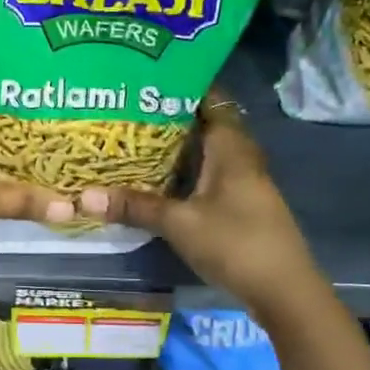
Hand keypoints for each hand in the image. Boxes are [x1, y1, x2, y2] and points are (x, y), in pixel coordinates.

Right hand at [75, 93, 317, 315]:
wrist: (285, 292)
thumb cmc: (235, 244)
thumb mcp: (179, 224)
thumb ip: (135, 207)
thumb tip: (84, 196)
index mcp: (232, 148)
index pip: (211, 100)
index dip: (184, 84)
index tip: (147, 77)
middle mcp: (241, 158)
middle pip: (205, 125)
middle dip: (170, 116)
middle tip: (129, 108)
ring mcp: (244, 183)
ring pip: (206, 153)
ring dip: (177, 147)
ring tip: (135, 139)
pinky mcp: (241, 206)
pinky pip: (208, 176)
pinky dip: (185, 172)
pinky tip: (158, 180)